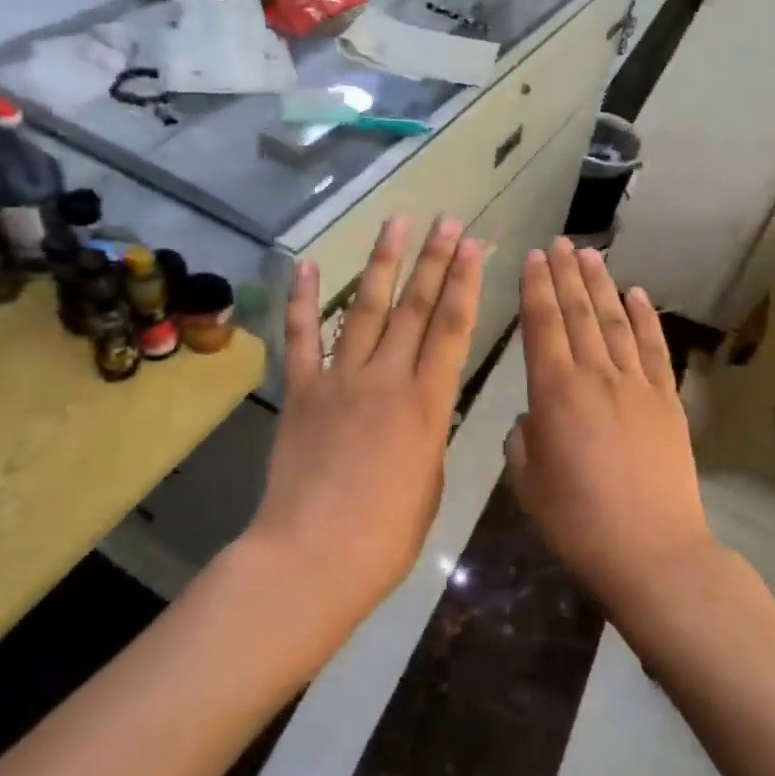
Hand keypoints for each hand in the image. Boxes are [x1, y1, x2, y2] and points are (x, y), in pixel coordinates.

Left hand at [249, 215, 484, 625]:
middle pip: (414, 307)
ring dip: (382, 263)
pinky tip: (308, 266)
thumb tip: (421, 410)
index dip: (464, 284)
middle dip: (433, 260)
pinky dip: (303, 301)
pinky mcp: (302, 391)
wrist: (314, 555)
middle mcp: (386, 378)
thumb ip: (428, 434)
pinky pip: (301, 338)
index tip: (473, 247)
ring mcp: (340, 380)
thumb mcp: (429, 481)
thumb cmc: (385, 535)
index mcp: (428, 404)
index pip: (452, 329)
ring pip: (365, 309)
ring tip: (395, 223)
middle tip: (445, 221)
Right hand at [507, 241, 716, 611]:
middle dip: (565, 274)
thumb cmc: (578, 522)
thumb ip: (523, 440)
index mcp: (554, 393)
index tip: (532, 257)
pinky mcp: (667, 401)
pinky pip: (655, 349)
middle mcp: (596, 376)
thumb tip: (534, 416)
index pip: (542, 325)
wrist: (653, 552)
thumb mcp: (528, 483)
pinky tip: (637, 294)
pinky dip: (645, 318)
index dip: (535, 288)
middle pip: (578, 312)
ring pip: (615, 322)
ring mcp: (637, 385)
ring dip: (602, 285)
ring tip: (590, 255)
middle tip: (558, 242)